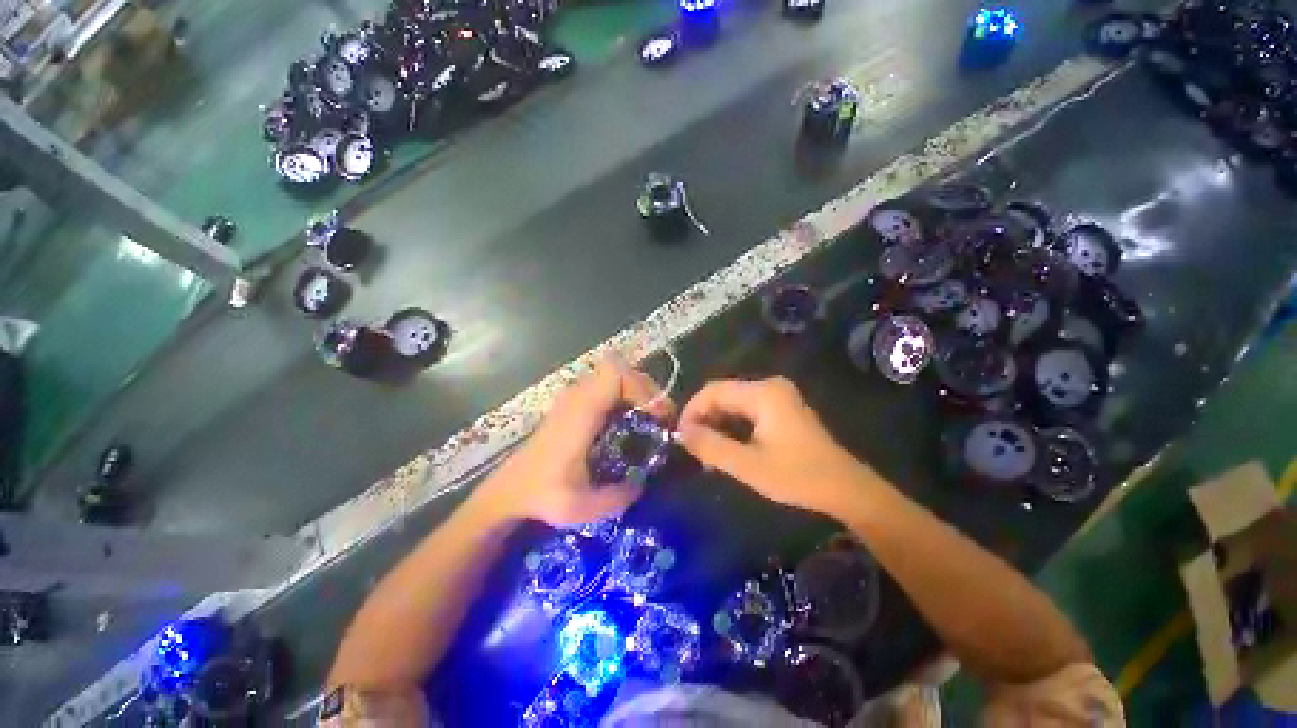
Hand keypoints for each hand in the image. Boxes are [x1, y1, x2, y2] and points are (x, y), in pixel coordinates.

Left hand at [486, 359, 673, 526]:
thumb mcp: (582, 507)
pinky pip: (604, 385)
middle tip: (659, 416)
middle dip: (645, 388)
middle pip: (618, 369)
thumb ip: (618, 497)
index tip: (657, 414)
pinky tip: (627, 420)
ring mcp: (572, 397)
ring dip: (635, 390)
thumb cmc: (543, 495)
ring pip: (612, 375)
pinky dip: (623, 395)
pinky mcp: (571, 403)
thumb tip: (642, 482)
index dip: (642, 387)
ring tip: (649, 417)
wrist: (510, 491)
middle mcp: (576, 396)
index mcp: (580, 412)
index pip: (615, 374)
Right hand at [676, 377, 874, 516]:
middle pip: (723, 394)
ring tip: (705, 450)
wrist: (846, 489)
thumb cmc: (797, 476)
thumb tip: (681, 433)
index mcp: (762, 393)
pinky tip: (725, 446)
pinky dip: (732, 425)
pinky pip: (747, 410)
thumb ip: (710, 447)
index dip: (691, 410)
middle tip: (691, 446)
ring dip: (716, 423)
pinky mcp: (782, 408)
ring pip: (733, 403)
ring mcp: (778, 396)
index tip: (679, 436)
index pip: (713, 391)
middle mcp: (769, 386)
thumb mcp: (747, 465)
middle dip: (703, 418)